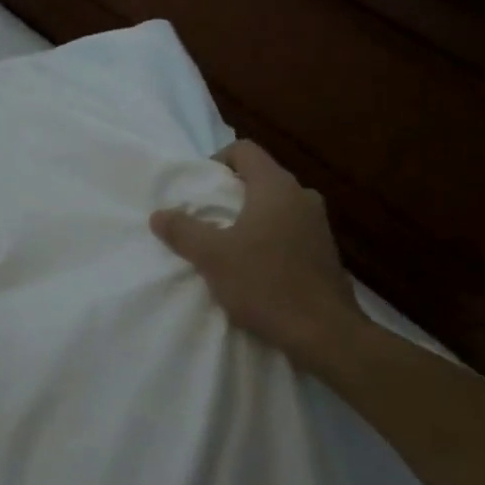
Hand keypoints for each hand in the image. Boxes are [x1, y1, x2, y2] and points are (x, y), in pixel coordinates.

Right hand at [150, 141, 366, 364]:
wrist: (326, 334)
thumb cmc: (266, 284)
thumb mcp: (212, 257)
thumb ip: (183, 231)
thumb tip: (158, 214)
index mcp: (276, 187)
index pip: (244, 150)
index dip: (217, 160)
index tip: (200, 188)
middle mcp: (302, 196)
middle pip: (260, 177)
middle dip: (231, 193)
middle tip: (206, 217)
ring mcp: (319, 224)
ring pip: (276, 205)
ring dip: (251, 217)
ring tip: (227, 244)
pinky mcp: (326, 251)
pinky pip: (290, 230)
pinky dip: (270, 237)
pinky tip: (255, 267)